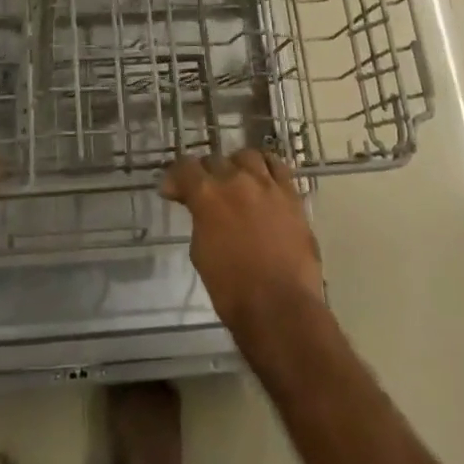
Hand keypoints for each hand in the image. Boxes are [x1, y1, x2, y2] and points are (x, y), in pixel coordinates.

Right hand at [162, 149, 322, 334]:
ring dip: (236, 166)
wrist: (280, 307)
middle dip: (205, 174)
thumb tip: (201, 210)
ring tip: (236, 180)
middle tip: (203, 191)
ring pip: (247, 156)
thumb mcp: (201, 252)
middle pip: (215, 160)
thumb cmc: (232, 289)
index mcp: (208, 195)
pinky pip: (279, 167)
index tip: (172, 191)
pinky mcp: (291, 195)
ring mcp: (267, 185)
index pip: (185, 167)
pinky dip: (267, 168)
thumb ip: (200, 220)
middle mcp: (236, 180)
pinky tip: (264, 179)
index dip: (175, 177)